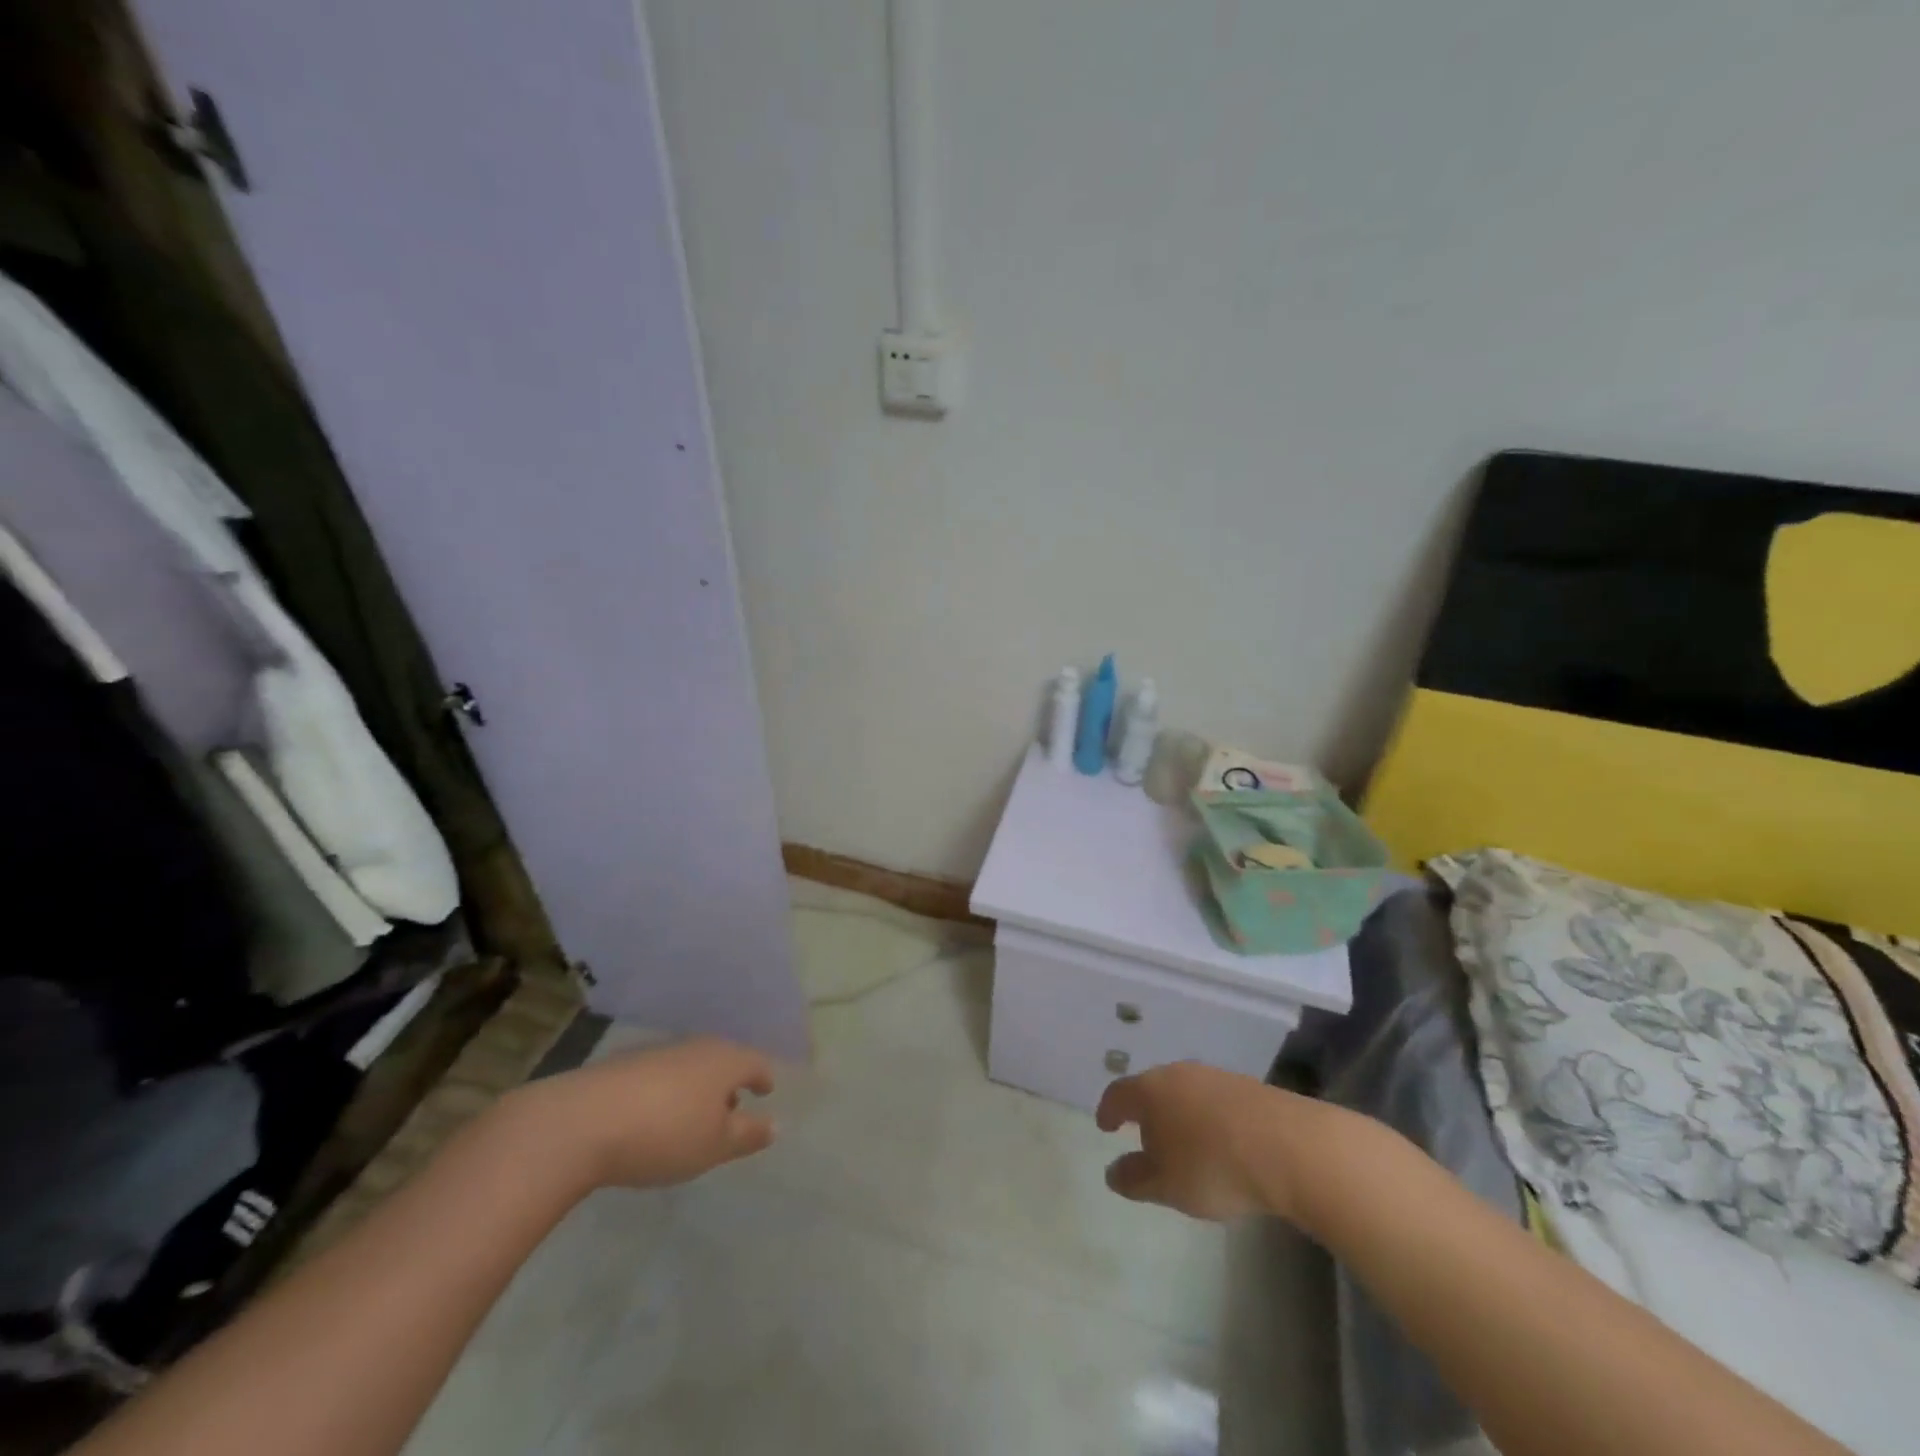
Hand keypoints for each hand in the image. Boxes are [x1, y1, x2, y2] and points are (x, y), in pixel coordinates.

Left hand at [502, 1037, 776, 1191]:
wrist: (581, 1122)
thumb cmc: (664, 1134)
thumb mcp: (714, 1146)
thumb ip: (747, 1135)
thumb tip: (775, 1125)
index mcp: (725, 1060)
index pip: (755, 1062)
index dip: (763, 1077)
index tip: (766, 1090)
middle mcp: (695, 1047)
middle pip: (722, 1059)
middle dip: (729, 1081)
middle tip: (731, 1107)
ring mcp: (657, 1052)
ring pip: (690, 1065)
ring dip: (697, 1086)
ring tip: (692, 1116)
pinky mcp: (623, 1065)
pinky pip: (659, 1074)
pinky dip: (667, 1090)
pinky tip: (654, 1115)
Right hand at [1096, 1061, 1308, 1222]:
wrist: (1290, 1147)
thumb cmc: (1213, 1166)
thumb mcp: (1166, 1185)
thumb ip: (1134, 1179)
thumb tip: (1112, 1172)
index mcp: (1150, 1090)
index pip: (1118, 1094)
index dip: (1108, 1110)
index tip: (1105, 1125)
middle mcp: (1178, 1073)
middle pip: (1152, 1088)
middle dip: (1145, 1111)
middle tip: (1144, 1135)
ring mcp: (1215, 1077)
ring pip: (1185, 1092)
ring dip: (1179, 1114)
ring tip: (1184, 1143)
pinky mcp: (1248, 1087)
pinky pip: (1215, 1101)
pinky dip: (1208, 1118)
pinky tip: (1220, 1143)